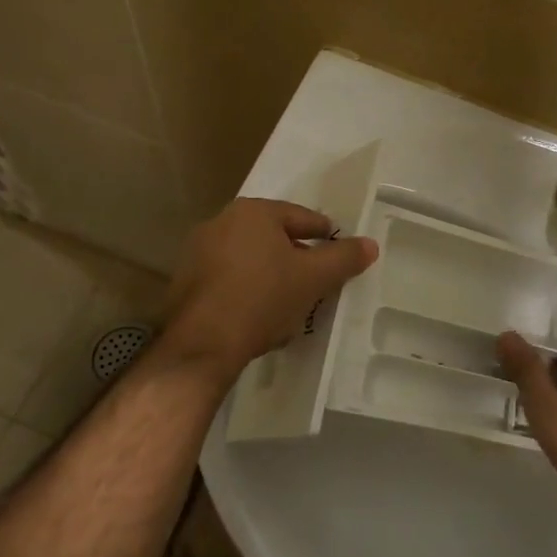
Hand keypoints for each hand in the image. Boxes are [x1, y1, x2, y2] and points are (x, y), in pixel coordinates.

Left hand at [161, 198, 378, 371]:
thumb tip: (370, 244)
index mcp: (254, 212)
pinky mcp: (186, 281)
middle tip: (318, 279)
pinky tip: (260, 313)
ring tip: (291, 299)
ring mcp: (198, 251)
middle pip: (274, 236)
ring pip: (250, 258)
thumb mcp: (313, 279)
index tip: (340, 254)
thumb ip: (344, 258)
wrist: (202, 344)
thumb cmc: (263, 299)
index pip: (303, 217)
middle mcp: (222, 222)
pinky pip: (229, 277)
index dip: (326, 236)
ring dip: (272, 273)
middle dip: (297, 256)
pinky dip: (248, 288)